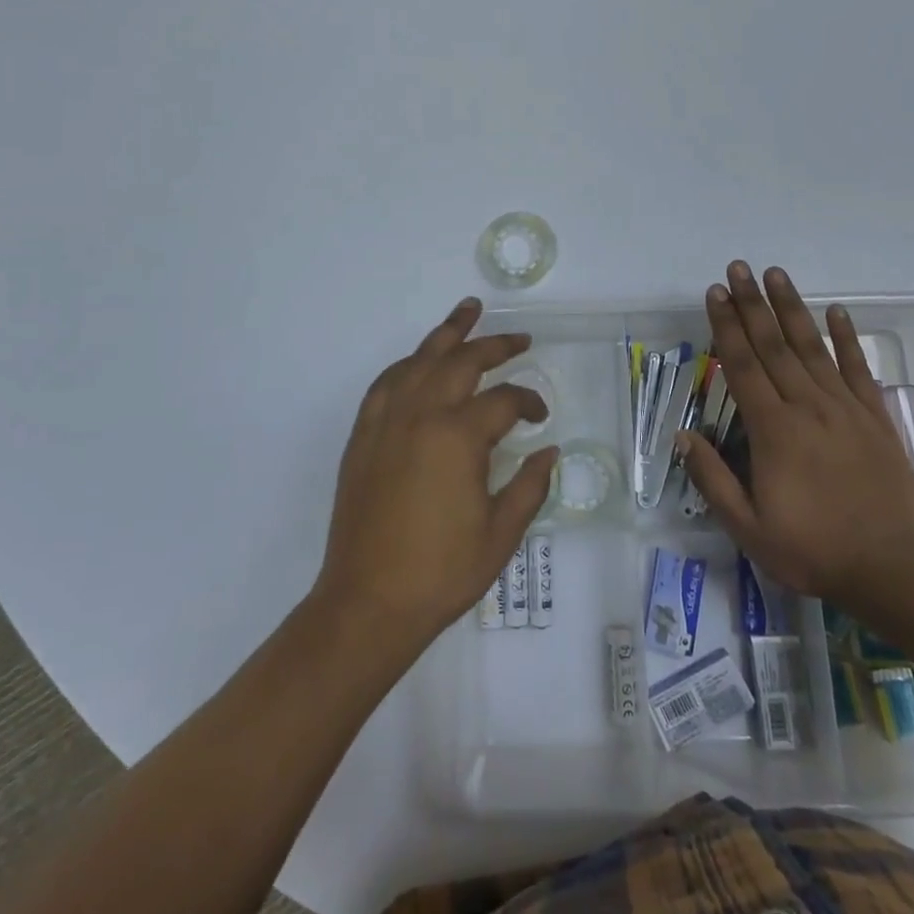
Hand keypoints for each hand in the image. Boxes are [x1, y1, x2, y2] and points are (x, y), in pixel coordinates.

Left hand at [313, 298, 556, 646]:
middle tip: (519, 339)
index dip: (528, 403)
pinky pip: (387, 382)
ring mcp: (387, 420)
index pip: (503, 400)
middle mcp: (421, 414)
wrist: (368, 602)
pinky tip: (419, 362)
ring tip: (468, 310)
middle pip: (462, 361)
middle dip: (495, 345)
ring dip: (447, 333)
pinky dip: (408, 364)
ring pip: (420, 359)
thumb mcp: (500, 535)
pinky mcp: (364, 435)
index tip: (540, 416)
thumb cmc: (441, 572)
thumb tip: (549, 451)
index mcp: (458, 436)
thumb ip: (529, 486)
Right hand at [680, 263, 913, 614]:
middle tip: (738, 268)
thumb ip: (713, 479)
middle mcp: (807, 407)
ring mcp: (845, 409)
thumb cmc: (815, 551)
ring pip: (812, 348)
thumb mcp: (749, 529)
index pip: (742, 366)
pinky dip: (848, 338)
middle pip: (773, 345)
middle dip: (752, 304)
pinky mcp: (876, 418)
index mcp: (773, 430)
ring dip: (792, 308)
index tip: (715, 293)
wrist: (896, 570)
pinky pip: (858, 369)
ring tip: (776, 274)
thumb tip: (683, 435)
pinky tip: (838, 312)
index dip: (726, 326)